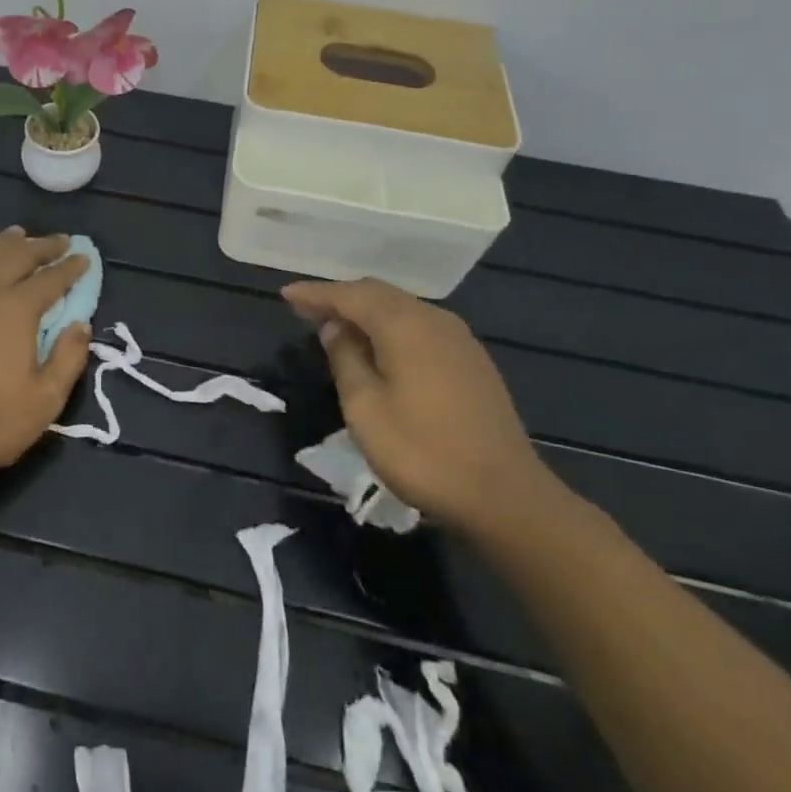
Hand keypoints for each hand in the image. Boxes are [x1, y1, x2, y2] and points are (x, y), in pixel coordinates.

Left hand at [0, 227, 92, 485]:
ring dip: (7, 243)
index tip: (85, 256)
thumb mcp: (44, 400)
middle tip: (62, 240)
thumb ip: (68, 358)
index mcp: (16, 310)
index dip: (70, 267)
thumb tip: (80, 324)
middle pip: (17, 256)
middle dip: (43, 246)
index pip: (50, 279)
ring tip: (20, 234)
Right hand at [281, 278, 561, 535]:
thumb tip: (336, 327)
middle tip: (306, 309)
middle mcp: (434, 320)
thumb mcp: (365, 407)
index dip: (316, 294)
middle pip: (378, 294)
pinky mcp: (472, 362)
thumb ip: (345, 358)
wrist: (506, 497)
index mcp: (404, 326)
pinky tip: (379, 347)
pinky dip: (390, 326)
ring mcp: (459, 340)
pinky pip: (420, 326)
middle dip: (340, 297)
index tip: (285, 294)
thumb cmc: (423, 452)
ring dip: (366, 311)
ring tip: (336, 325)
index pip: (350, 295)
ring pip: (401, 308)